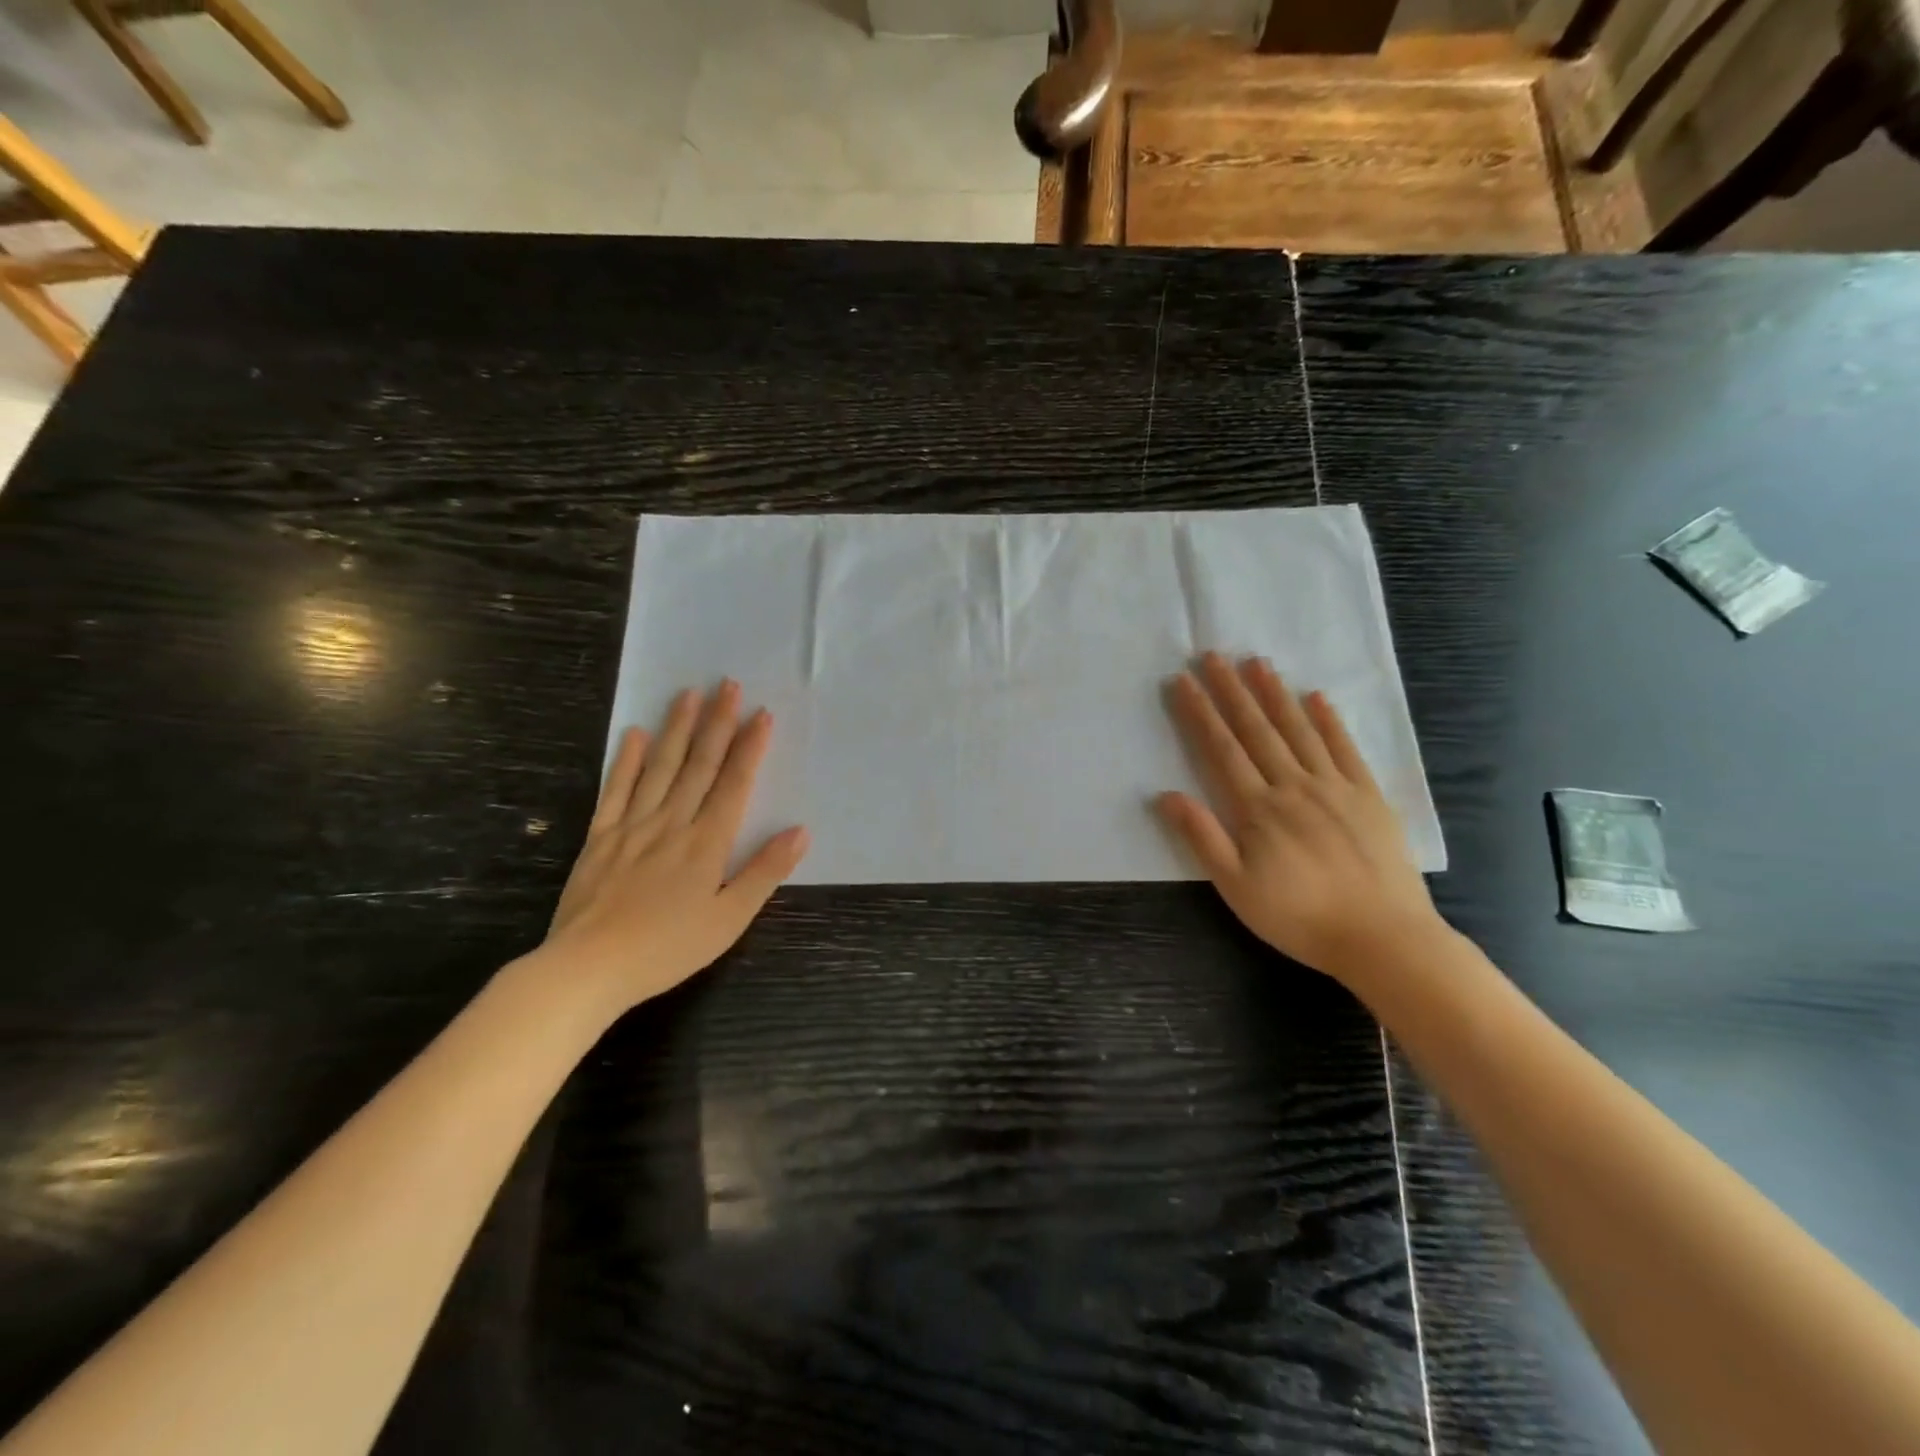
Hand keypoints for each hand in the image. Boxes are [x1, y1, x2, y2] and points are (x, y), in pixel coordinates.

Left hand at [539, 681, 808, 1012]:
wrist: (588, 968)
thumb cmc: (667, 948)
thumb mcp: (729, 919)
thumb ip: (765, 872)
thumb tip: (800, 831)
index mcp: (707, 842)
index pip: (734, 783)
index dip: (749, 747)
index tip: (761, 714)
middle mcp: (672, 823)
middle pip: (699, 765)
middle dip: (717, 723)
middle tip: (727, 684)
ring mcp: (633, 826)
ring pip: (660, 767)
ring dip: (676, 729)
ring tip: (688, 694)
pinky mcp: (601, 837)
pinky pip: (616, 790)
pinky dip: (626, 760)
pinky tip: (635, 734)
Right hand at [1156, 653, 1446, 986]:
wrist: (1383, 938)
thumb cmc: (1299, 917)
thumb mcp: (1236, 887)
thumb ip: (1202, 837)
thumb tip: (1165, 795)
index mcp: (1258, 808)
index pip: (1221, 749)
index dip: (1199, 713)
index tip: (1182, 682)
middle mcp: (1294, 786)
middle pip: (1257, 729)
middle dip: (1231, 691)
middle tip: (1213, 655)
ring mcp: (1335, 787)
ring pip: (1299, 730)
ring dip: (1275, 694)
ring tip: (1257, 663)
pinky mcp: (1369, 796)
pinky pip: (1346, 749)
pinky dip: (1330, 721)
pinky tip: (1317, 697)